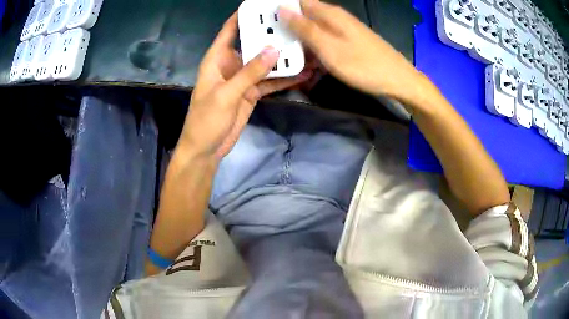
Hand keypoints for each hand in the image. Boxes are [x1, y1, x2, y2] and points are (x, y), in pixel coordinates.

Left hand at [178, 13, 311, 161]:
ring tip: (305, 49)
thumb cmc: (206, 120)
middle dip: (271, 35)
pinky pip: (270, 81)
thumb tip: (274, 50)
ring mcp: (243, 78)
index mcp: (217, 59)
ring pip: (265, 63)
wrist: (206, 148)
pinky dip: (284, 79)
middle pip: (252, 44)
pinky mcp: (252, 92)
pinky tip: (301, 73)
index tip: (262, 5)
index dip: (243, 16)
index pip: (230, 30)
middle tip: (295, 26)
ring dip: (283, 58)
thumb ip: (250, 72)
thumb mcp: (226, 94)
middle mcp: (231, 64)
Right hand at [279, 0, 420, 100]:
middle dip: (287, 26)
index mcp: (329, 14)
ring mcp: (344, 30)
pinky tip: (310, 62)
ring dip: (301, 40)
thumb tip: (282, 9)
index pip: (299, 1)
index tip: (264, 20)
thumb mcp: (329, 48)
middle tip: (272, 42)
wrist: (398, 80)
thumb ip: (305, 28)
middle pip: (305, 15)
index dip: (281, 7)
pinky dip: (315, 49)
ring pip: (314, 29)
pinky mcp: (348, 42)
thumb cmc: (364, 65)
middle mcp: (336, 17)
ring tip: (288, 55)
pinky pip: (325, 40)